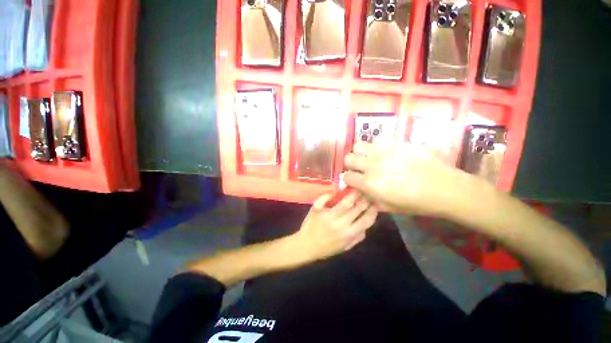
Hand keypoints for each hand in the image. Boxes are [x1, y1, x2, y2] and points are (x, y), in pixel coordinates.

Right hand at [290, 190, 377, 263]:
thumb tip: (337, 190)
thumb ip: (324, 198)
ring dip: (372, 211)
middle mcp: (343, 226)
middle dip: (365, 199)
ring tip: (375, 204)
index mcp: (332, 216)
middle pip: (359, 210)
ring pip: (366, 222)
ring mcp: (349, 237)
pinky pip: (363, 233)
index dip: (355, 193)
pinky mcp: (351, 244)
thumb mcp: (314, 208)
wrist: (308, 247)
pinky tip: (367, 218)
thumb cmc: (310, 225)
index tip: (359, 187)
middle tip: (370, 193)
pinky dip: (367, 224)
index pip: (348, 202)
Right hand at [343, 143, 475, 216]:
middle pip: (348, 158)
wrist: (444, 187)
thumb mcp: (389, 207)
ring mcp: (382, 152)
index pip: (347, 177)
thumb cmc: (416, 203)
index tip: (353, 181)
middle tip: (359, 169)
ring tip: (369, 158)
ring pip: (358, 145)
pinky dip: (374, 147)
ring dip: (360, 153)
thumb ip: (370, 198)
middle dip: (350, 164)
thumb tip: (361, 190)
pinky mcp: (394, 143)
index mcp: (369, 184)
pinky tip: (383, 153)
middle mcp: (371, 165)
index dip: (348, 180)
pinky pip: (376, 141)